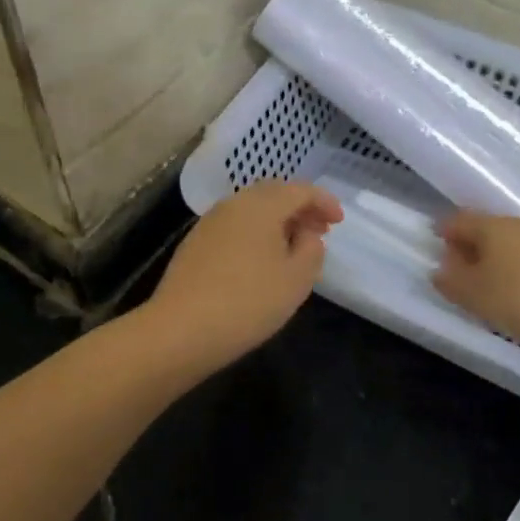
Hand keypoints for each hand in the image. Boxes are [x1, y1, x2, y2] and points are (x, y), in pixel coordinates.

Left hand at [147, 182, 342, 368]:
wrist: (180, 330)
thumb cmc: (248, 302)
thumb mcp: (296, 279)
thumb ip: (311, 249)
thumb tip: (305, 233)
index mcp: (262, 205)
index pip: (300, 190)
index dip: (324, 202)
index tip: (339, 221)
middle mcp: (234, 204)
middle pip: (273, 194)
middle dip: (299, 208)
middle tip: (319, 230)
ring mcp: (210, 222)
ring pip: (251, 209)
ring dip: (276, 221)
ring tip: (293, 246)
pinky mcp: (195, 243)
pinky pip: (235, 226)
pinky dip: (255, 233)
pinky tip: (261, 260)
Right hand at [431, 211, 519, 351]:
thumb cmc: (519, 299)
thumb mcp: (473, 295)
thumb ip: (450, 280)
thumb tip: (440, 269)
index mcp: (491, 226)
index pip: (458, 220)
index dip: (444, 231)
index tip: (436, 244)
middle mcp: (518, 224)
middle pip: (486, 228)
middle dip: (470, 244)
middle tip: (459, 267)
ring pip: (510, 241)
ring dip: (495, 255)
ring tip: (488, 280)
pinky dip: (516, 265)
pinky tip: (516, 286)